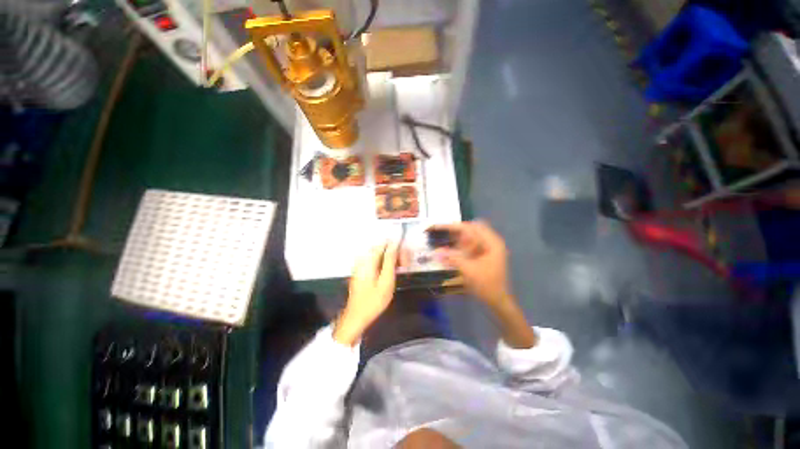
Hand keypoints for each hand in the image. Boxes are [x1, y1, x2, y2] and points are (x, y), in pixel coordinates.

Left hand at [333, 242, 398, 345]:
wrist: (356, 317)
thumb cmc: (373, 301)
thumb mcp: (386, 281)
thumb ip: (390, 260)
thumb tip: (395, 243)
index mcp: (369, 259)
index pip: (385, 243)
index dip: (397, 248)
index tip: (405, 259)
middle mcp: (363, 258)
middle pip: (383, 248)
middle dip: (395, 254)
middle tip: (404, 267)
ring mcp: (360, 264)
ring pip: (380, 254)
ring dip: (391, 259)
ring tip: (399, 271)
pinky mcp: (361, 270)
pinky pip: (375, 261)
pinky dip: (384, 264)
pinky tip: (389, 274)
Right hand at [433, 221, 535, 347]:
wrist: (498, 301)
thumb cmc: (486, 285)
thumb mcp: (468, 270)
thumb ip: (452, 258)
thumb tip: (435, 251)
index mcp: (491, 242)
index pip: (470, 227)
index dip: (452, 226)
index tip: (438, 226)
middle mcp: (491, 242)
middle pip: (471, 229)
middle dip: (455, 231)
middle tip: (440, 233)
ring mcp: (489, 248)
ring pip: (470, 236)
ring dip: (457, 238)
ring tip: (443, 241)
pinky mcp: (484, 255)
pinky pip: (471, 245)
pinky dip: (460, 246)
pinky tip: (451, 251)